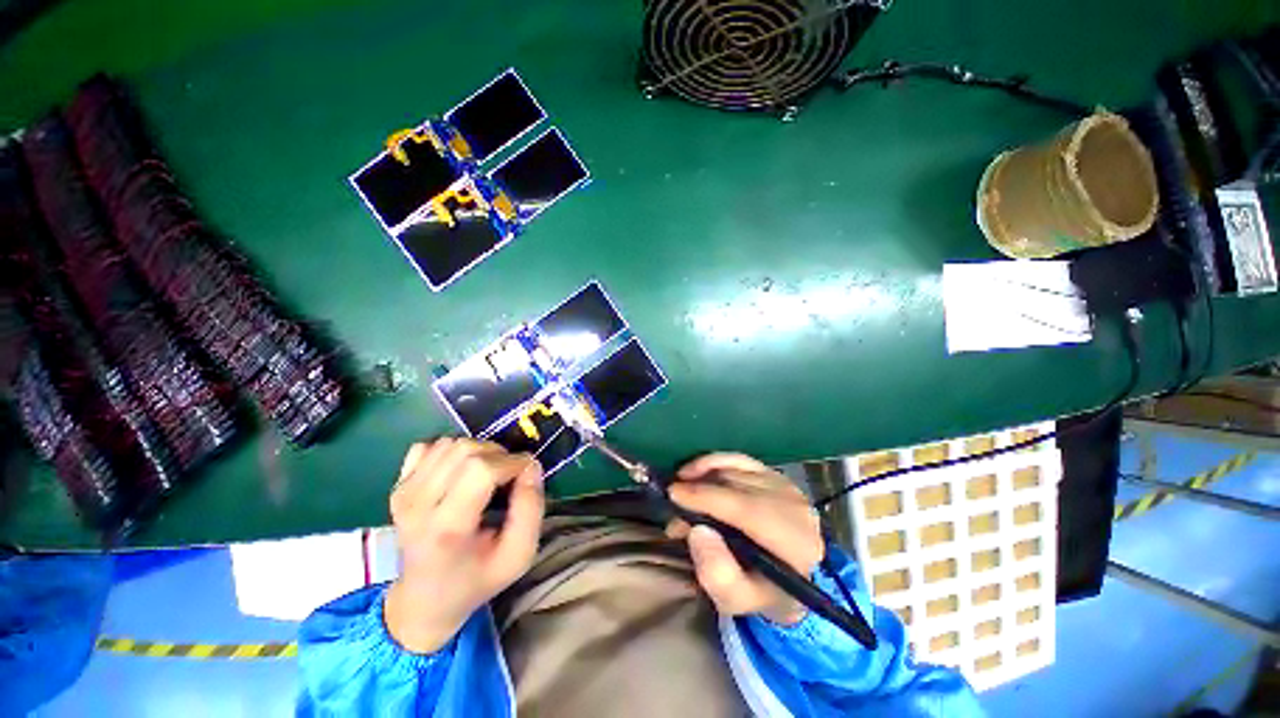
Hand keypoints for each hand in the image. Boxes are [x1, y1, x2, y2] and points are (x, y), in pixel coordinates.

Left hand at [384, 438, 543, 652]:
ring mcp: (403, 493)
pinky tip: (460, 471)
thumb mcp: (519, 555)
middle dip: (499, 454)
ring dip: (479, 450)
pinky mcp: (397, 486)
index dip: (513, 463)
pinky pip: (429, 446)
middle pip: (465, 450)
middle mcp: (417, 505)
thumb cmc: (477, 579)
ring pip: (450, 443)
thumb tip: (531, 466)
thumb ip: (531, 509)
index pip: (481, 470)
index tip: (528, 474)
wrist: (424, 600)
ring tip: (488, 473)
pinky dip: (452, 450)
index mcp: (447, 529)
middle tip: (509, 476)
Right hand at [667, 453, 822, 625]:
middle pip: (739, 485)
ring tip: (682, 489)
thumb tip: (697, 531)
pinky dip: (716, 461)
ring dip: (703, 474)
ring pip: (736, 470)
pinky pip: (740, 460)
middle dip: (699, 488)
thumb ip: (717, 574)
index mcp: (795, 543)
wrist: (790, 576)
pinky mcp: (776, 475)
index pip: (747, 509)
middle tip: (672, 502)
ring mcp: (787, 486)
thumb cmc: (760, 591)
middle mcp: (795, 507)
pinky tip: (697, 470)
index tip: (674, 495)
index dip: (707, 497)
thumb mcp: (737, 600)